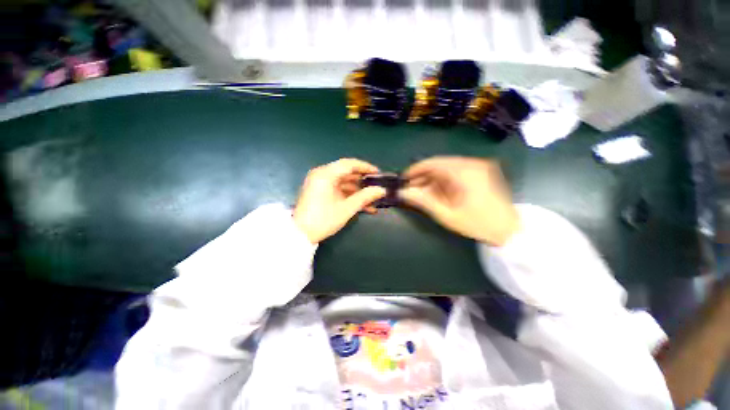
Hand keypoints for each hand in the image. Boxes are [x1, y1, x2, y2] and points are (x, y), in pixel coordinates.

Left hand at [294, 159, 386, 242]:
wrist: (300, 235)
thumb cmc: (323, 220)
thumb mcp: (347, 208)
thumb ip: (365, 197)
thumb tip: (382, 190)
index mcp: (325, 174)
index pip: (349, 164)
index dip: (365, 167)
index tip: (378, 173)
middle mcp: (321, 174)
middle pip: (346, 173)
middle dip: (363, 181)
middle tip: (377, 186)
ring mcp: (320, 183)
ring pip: (344, 183)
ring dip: (358, 191)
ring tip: (373, 199)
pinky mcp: (320, 192)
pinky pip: (338, 189)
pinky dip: (349, 195)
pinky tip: (363, 205)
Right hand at [399, 157, 518, 245]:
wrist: (509, 230)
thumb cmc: (477, 224)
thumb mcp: (446, 214)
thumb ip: (423, 201)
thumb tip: (403, 192)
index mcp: (464, 172)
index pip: (433, 163)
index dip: (415, 170)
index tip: (403, 179)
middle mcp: (472, 163)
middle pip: (439, 164)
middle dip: (423, 176)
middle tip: (411, 188)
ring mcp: (478, 166)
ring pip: (446, 167)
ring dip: (432, 178)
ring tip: (422, 191)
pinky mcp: (481, 171)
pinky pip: (456, 171)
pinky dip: (443, 179)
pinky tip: (437, 190)